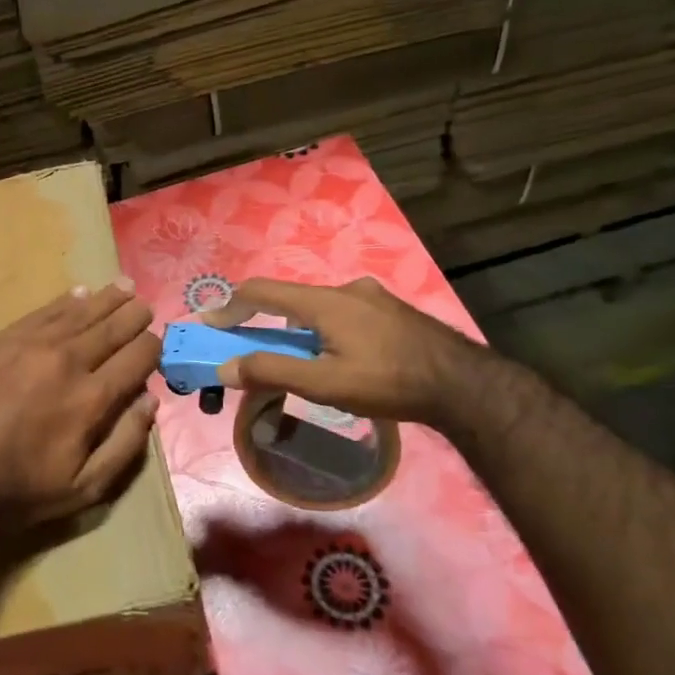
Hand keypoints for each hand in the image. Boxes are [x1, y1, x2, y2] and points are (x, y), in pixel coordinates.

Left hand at [0, 282, 161, 535]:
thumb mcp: (84, 487)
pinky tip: (78, 293)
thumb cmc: (19, 488)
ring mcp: (32, 344)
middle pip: (112, 327)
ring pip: (80, 311)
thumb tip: (150, 401)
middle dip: (134, 315)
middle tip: (145, 306)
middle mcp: (68, 361)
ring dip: (106, 298)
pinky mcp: (2, 339)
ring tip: (123, 286)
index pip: (137, 357)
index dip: (153, 348)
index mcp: (92, 398)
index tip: (155, 346)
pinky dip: (66, 300)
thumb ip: (125, 444)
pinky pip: (43, 311)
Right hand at [199, 277, 477, 425]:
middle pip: (290, 300)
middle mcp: (345, 289)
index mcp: (323, 302)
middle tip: (253, 351)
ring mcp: (372, 298)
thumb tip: (225, 367)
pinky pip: (344, 314)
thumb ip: (272, 372)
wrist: (465, 385)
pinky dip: (325, 331)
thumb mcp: (324, 384)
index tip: (209, 323)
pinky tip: (341, 358)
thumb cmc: (389, 383)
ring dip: (297, 330)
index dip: (230, 305)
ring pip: (319, 309)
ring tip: (301, 363)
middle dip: (264, 322)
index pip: (261, 291)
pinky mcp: (392, 311)